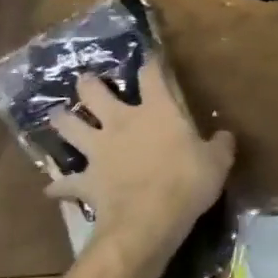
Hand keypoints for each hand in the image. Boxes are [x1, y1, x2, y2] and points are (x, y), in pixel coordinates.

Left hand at [44, 62, 234, 257]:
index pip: (151, 75)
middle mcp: (121, 123)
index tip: (149, 57)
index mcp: (157, 111)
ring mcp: (98, 151)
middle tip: (85, 80)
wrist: (148, 220)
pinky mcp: (85, 181)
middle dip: (88, 84)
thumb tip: (224, 136)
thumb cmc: (187, 181)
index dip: (150, 63)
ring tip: (58, 116)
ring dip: (62, 121)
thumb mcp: (217, 161)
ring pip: (70, 128)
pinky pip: (65, 182)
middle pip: (94, 94)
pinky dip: (59, 185)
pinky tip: (52, 187)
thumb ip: (220, 145)